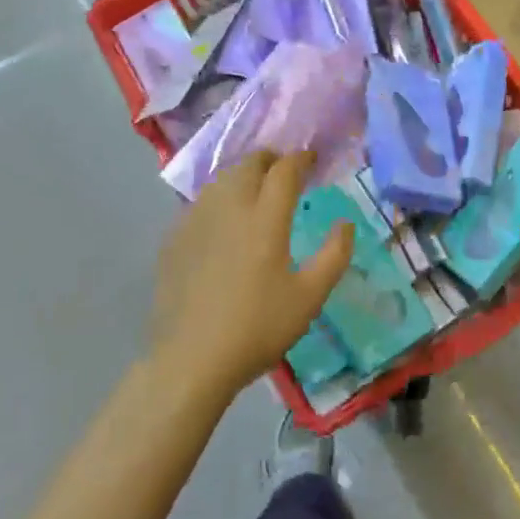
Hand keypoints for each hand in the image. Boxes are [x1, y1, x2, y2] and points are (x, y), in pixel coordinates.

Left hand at [148, 150, 351, 402]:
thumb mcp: (310, 297)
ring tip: (257, 190)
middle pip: (249, 164)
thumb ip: (334, 255)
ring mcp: (196, 220)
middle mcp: (229, 208)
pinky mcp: (174, 238)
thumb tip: (345, 224)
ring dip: (244, 175)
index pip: (284, 170)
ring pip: (222, 179)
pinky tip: (225, 220)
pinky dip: (220, 198)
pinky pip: (201, 202)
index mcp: (265, 218)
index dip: (301, 158)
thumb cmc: (258, 328)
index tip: (312, 159)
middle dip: (271, 159)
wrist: (191, 360)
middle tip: (285, 171)